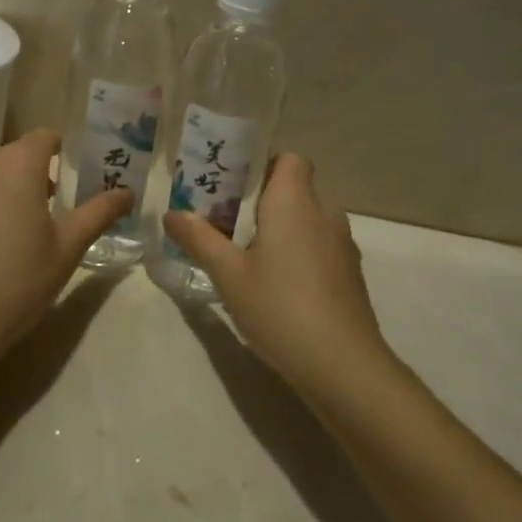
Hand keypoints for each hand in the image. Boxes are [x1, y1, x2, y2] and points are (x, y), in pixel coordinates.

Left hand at [0, 130, 133, 374]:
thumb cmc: (15, 283)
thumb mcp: (66, 249)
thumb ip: (98, 213)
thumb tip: (127, 192)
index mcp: (17, 163)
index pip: (45, 138)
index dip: (60, 156)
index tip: (67, 186)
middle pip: (11, 156)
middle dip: (27, 177)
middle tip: (39, 218)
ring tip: (2, 233)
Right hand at [163, 154, 391, 401]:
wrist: (342, 364)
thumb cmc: (279, 308)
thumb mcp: (228, 275)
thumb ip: (199, 239)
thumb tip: (171, 214)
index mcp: (294, 201)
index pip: (289, 157)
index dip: (264, 162)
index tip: (234, 184)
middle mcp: (323, 212)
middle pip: (296, 187)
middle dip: (263, 198)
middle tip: (227, 220)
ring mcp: (342, 243)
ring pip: (308, 217)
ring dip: (282, 226)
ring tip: (248, 253)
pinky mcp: (350, 272)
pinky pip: (320, 243)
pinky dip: (300, 250)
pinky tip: (278, 283)